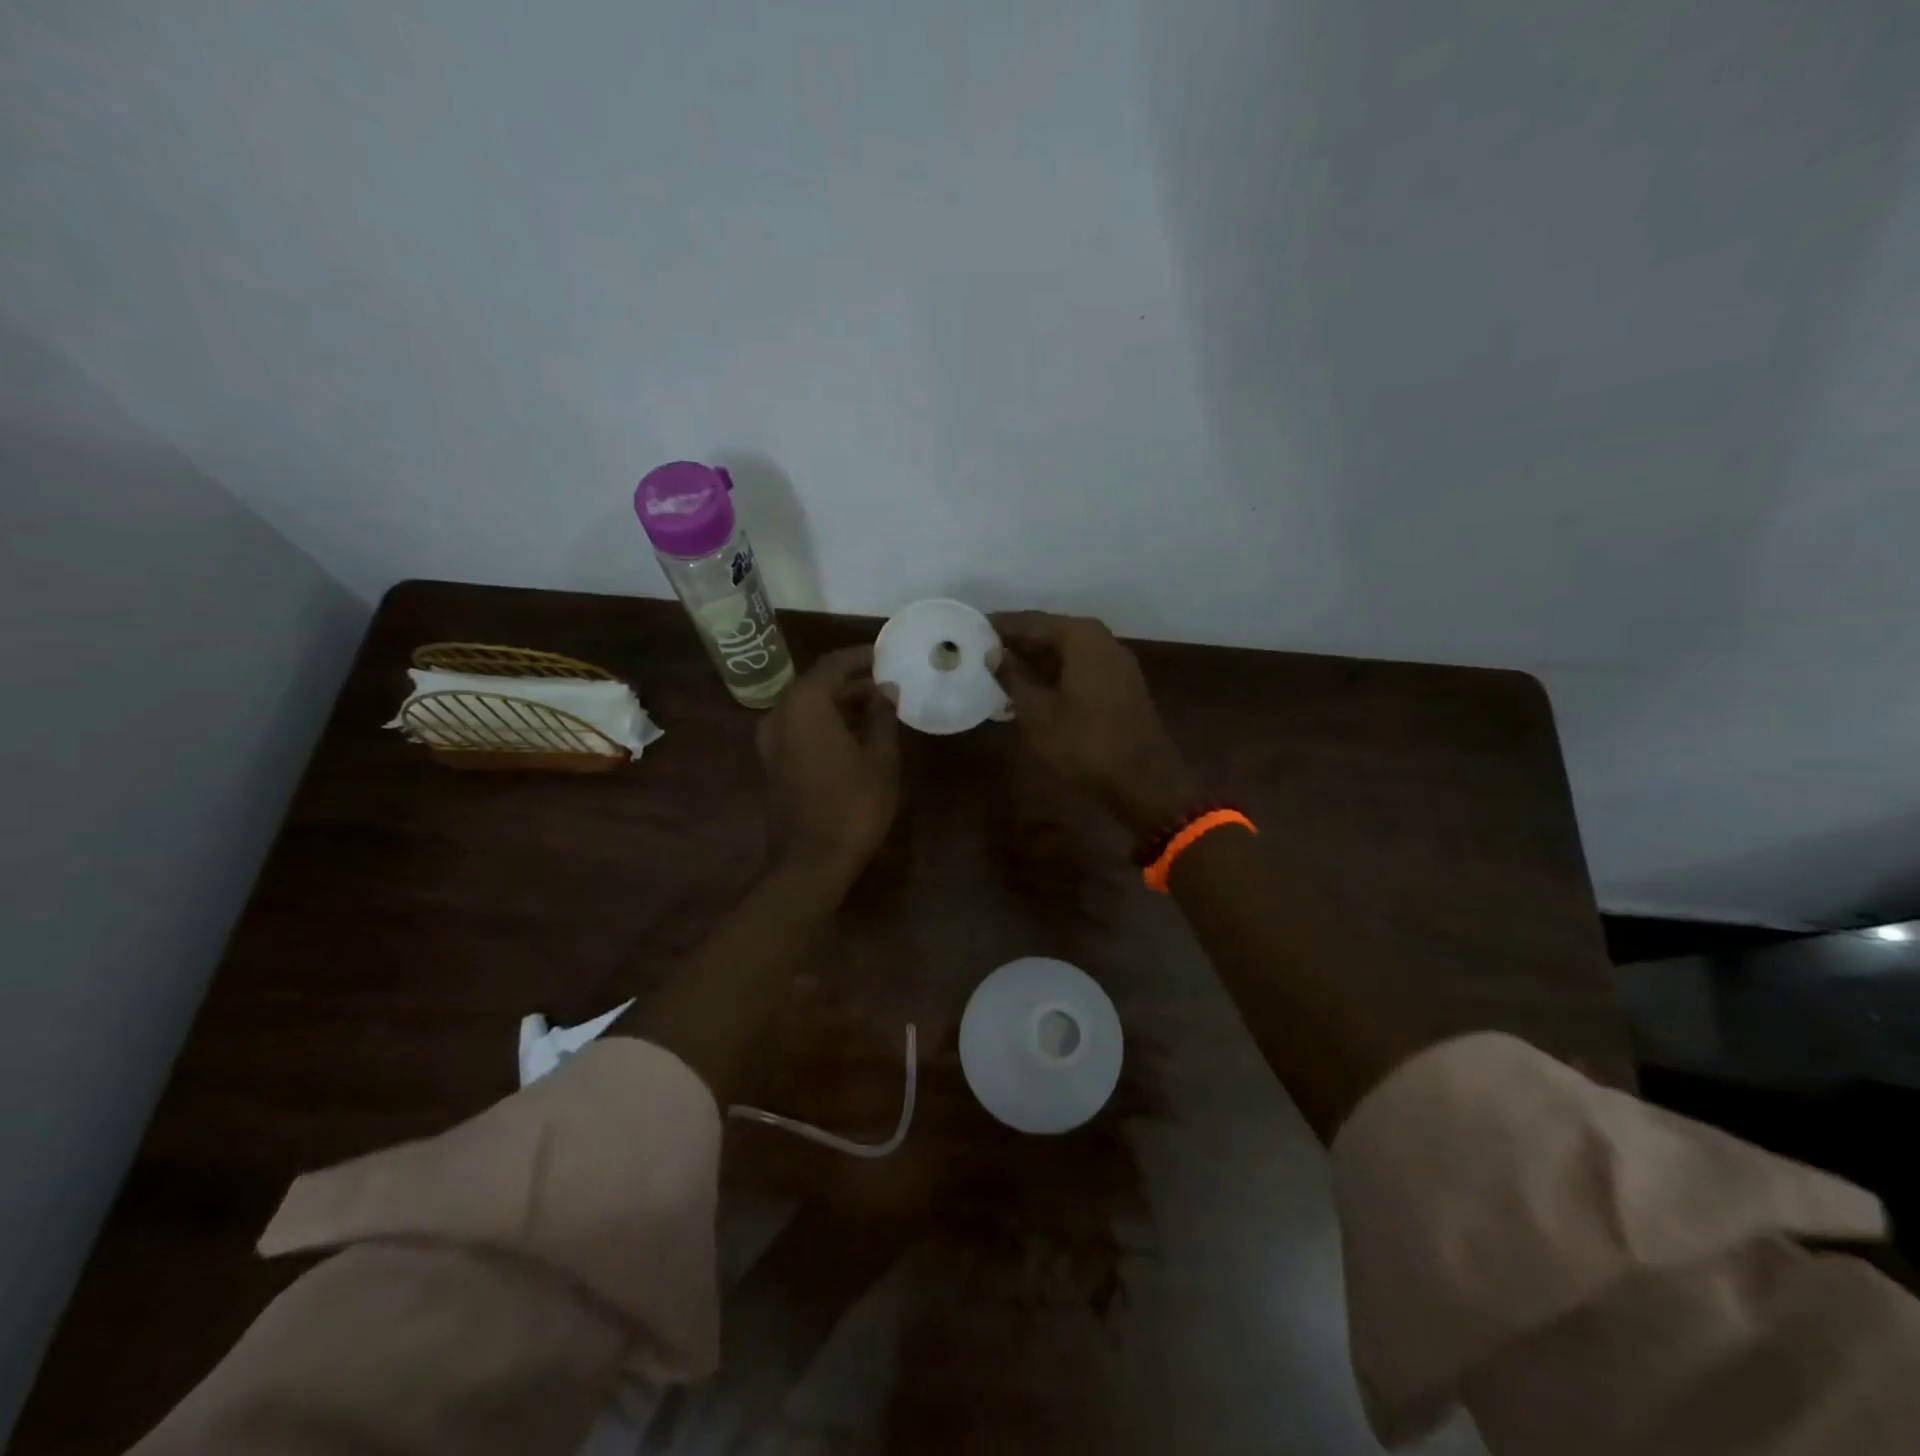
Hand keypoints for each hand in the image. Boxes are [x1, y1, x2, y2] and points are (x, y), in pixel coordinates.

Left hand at [757, 646, 900, 888]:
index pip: (834, 664)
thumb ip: (883, 716)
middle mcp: (780, 713)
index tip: (887, 654)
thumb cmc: (853, 806)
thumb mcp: (880, 758)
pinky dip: (825, 721)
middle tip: (887, 681)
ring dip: (839, 701)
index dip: (862, 656)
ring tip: (877, 706)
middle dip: (852, 679)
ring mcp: (770, 739)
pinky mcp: (771, 761)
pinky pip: (800, 726)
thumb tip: (886, 690)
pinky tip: (854, 732)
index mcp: (805, 704)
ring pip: (807, 706)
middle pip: (817, 683)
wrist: (810, 862)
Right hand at [990, 612, 1196, 836]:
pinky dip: (1054, 676)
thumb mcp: (1037, 712)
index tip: (970, 629)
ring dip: (1034, 662)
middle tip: (980, 653)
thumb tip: (993, 653)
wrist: (1143, 780)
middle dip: (1016, 644)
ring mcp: (1115, 663)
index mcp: (1080, 636)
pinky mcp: (1121, 686)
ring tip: (999, 673)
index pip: (1030, 621)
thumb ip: (1012, 677)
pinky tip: (1030, 691)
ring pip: (1065, 653)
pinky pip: (1079, 670)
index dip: (999, 627)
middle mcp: (1101, 640)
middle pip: (1050, 633)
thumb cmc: (1084, 743)